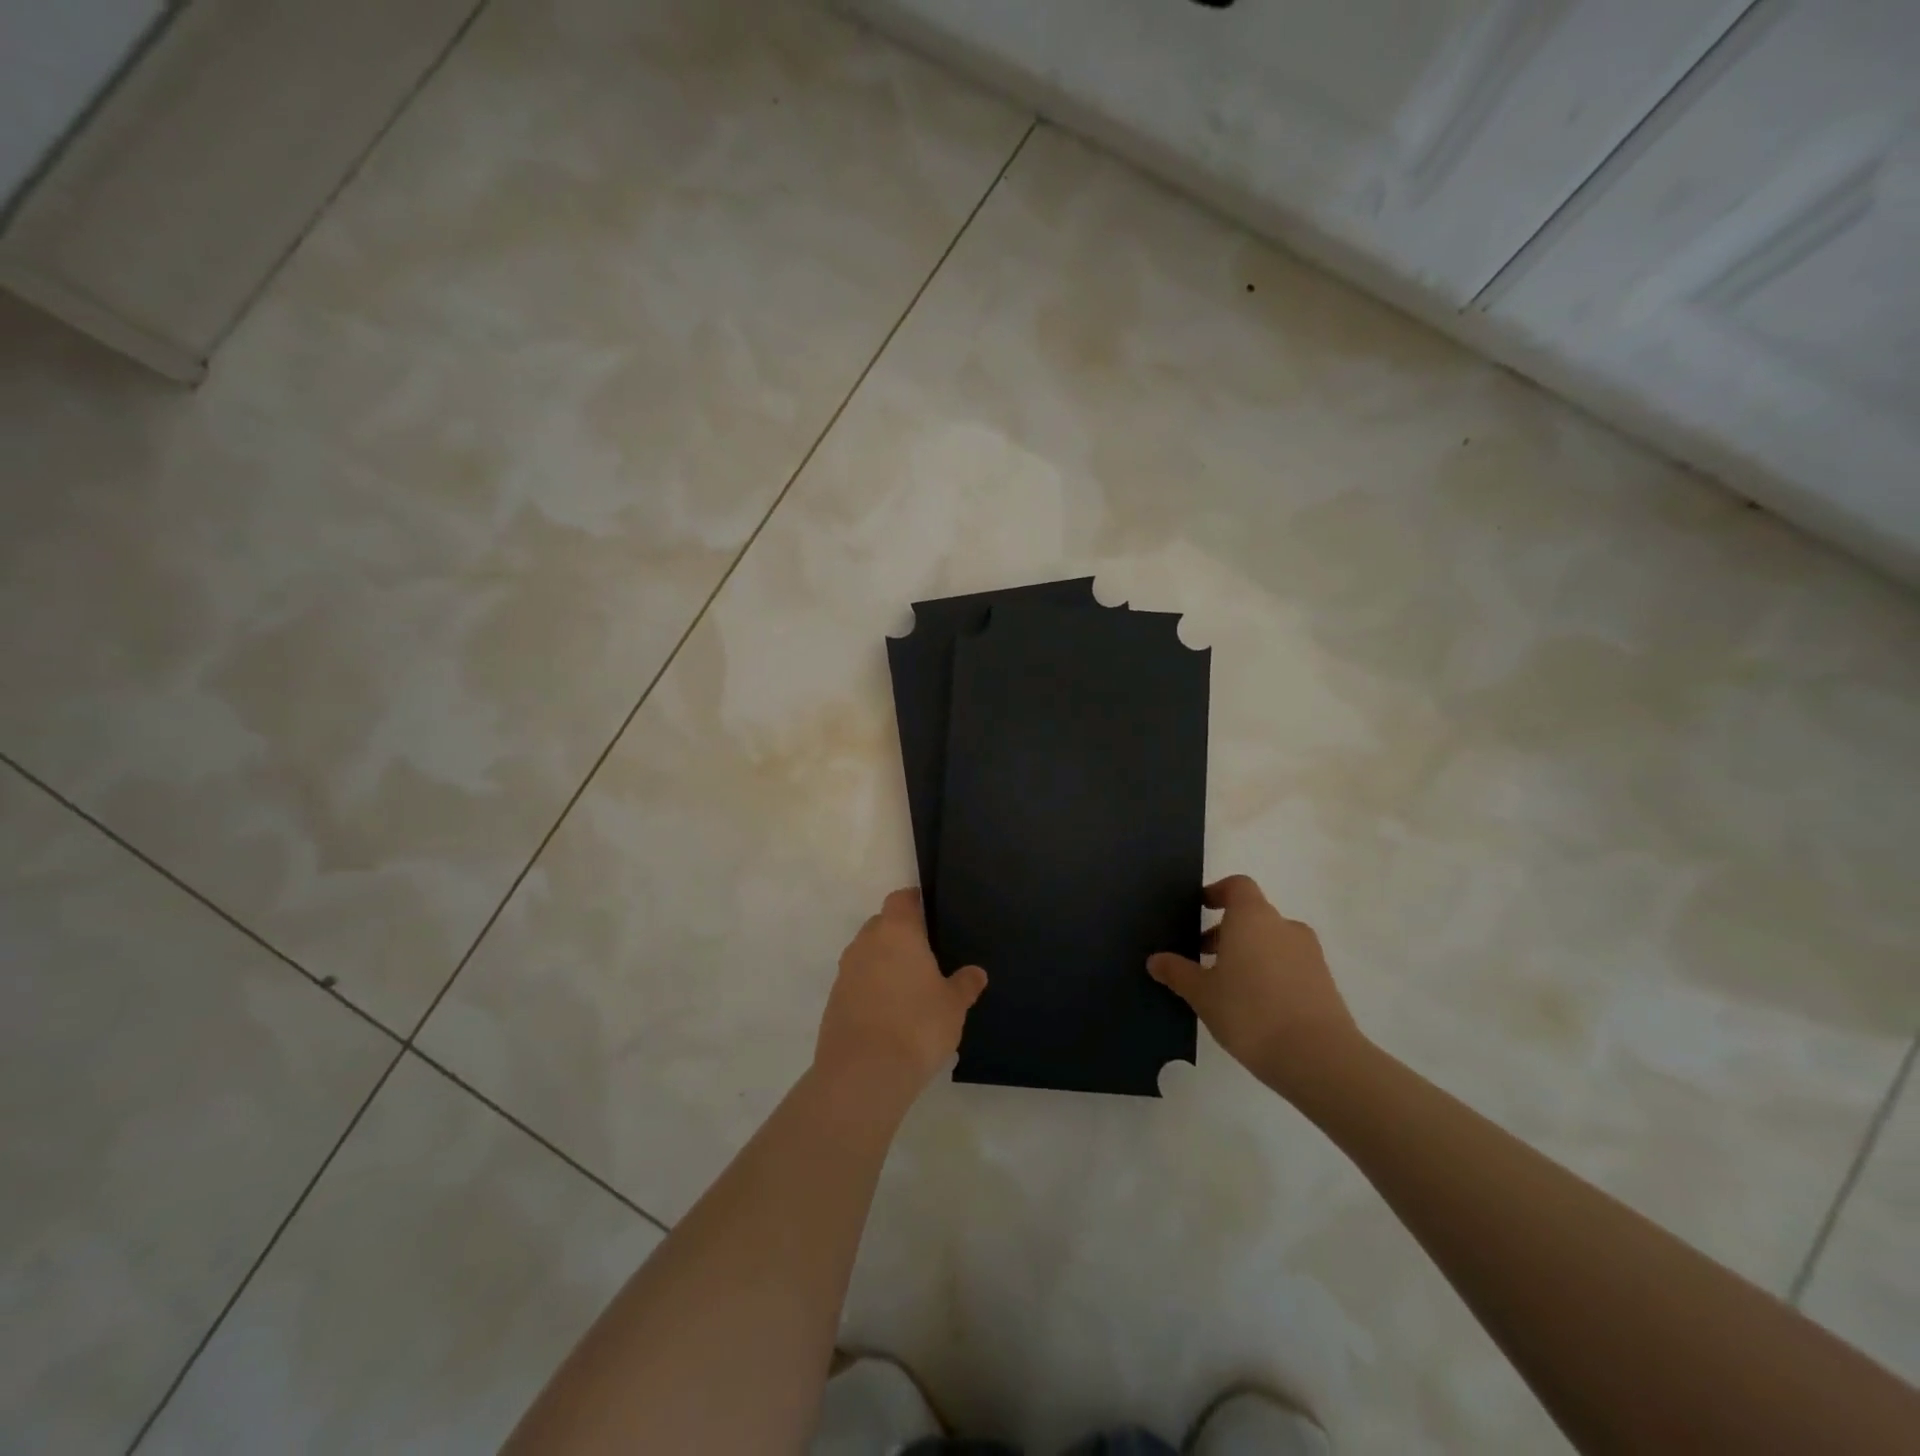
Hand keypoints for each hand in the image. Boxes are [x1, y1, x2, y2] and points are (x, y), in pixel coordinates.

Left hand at [815, 888, 987, 1106]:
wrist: (864, 1073)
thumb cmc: (917, 1026)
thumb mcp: (953, 1005)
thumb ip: (965, 984)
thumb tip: (976, 973)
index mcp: (897, 932)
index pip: (901, 899)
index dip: (914, 901)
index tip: (929, 911)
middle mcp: (866, 943)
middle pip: (882, 925)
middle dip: (900, 935)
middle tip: (925, 955)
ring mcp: (845, 972)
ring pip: (867, 955)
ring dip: (883, 964)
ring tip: (909, 989)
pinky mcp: (834, 1001)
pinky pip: (856, 983)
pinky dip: (870, 990)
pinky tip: (889, 1015)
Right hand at [1148, 875, 1361, 1095]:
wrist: (1318, 1058)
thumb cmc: (1249, 1012)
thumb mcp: (1202, 993)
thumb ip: (1177, 972)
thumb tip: (1156, 960)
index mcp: (1253, 917)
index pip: (1237, 886)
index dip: (1218, 892)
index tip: (1200, 908)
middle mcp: (1284, 926)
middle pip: (1253, 915)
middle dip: (1227, 931)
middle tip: (1203, 957)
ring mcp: (1309, 954)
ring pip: (1272, 941)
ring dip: (1249, 953)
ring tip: (1227, 986)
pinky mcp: (1325, 982)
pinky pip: (1289, 965)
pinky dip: (1270, 973)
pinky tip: (1254, 1007)